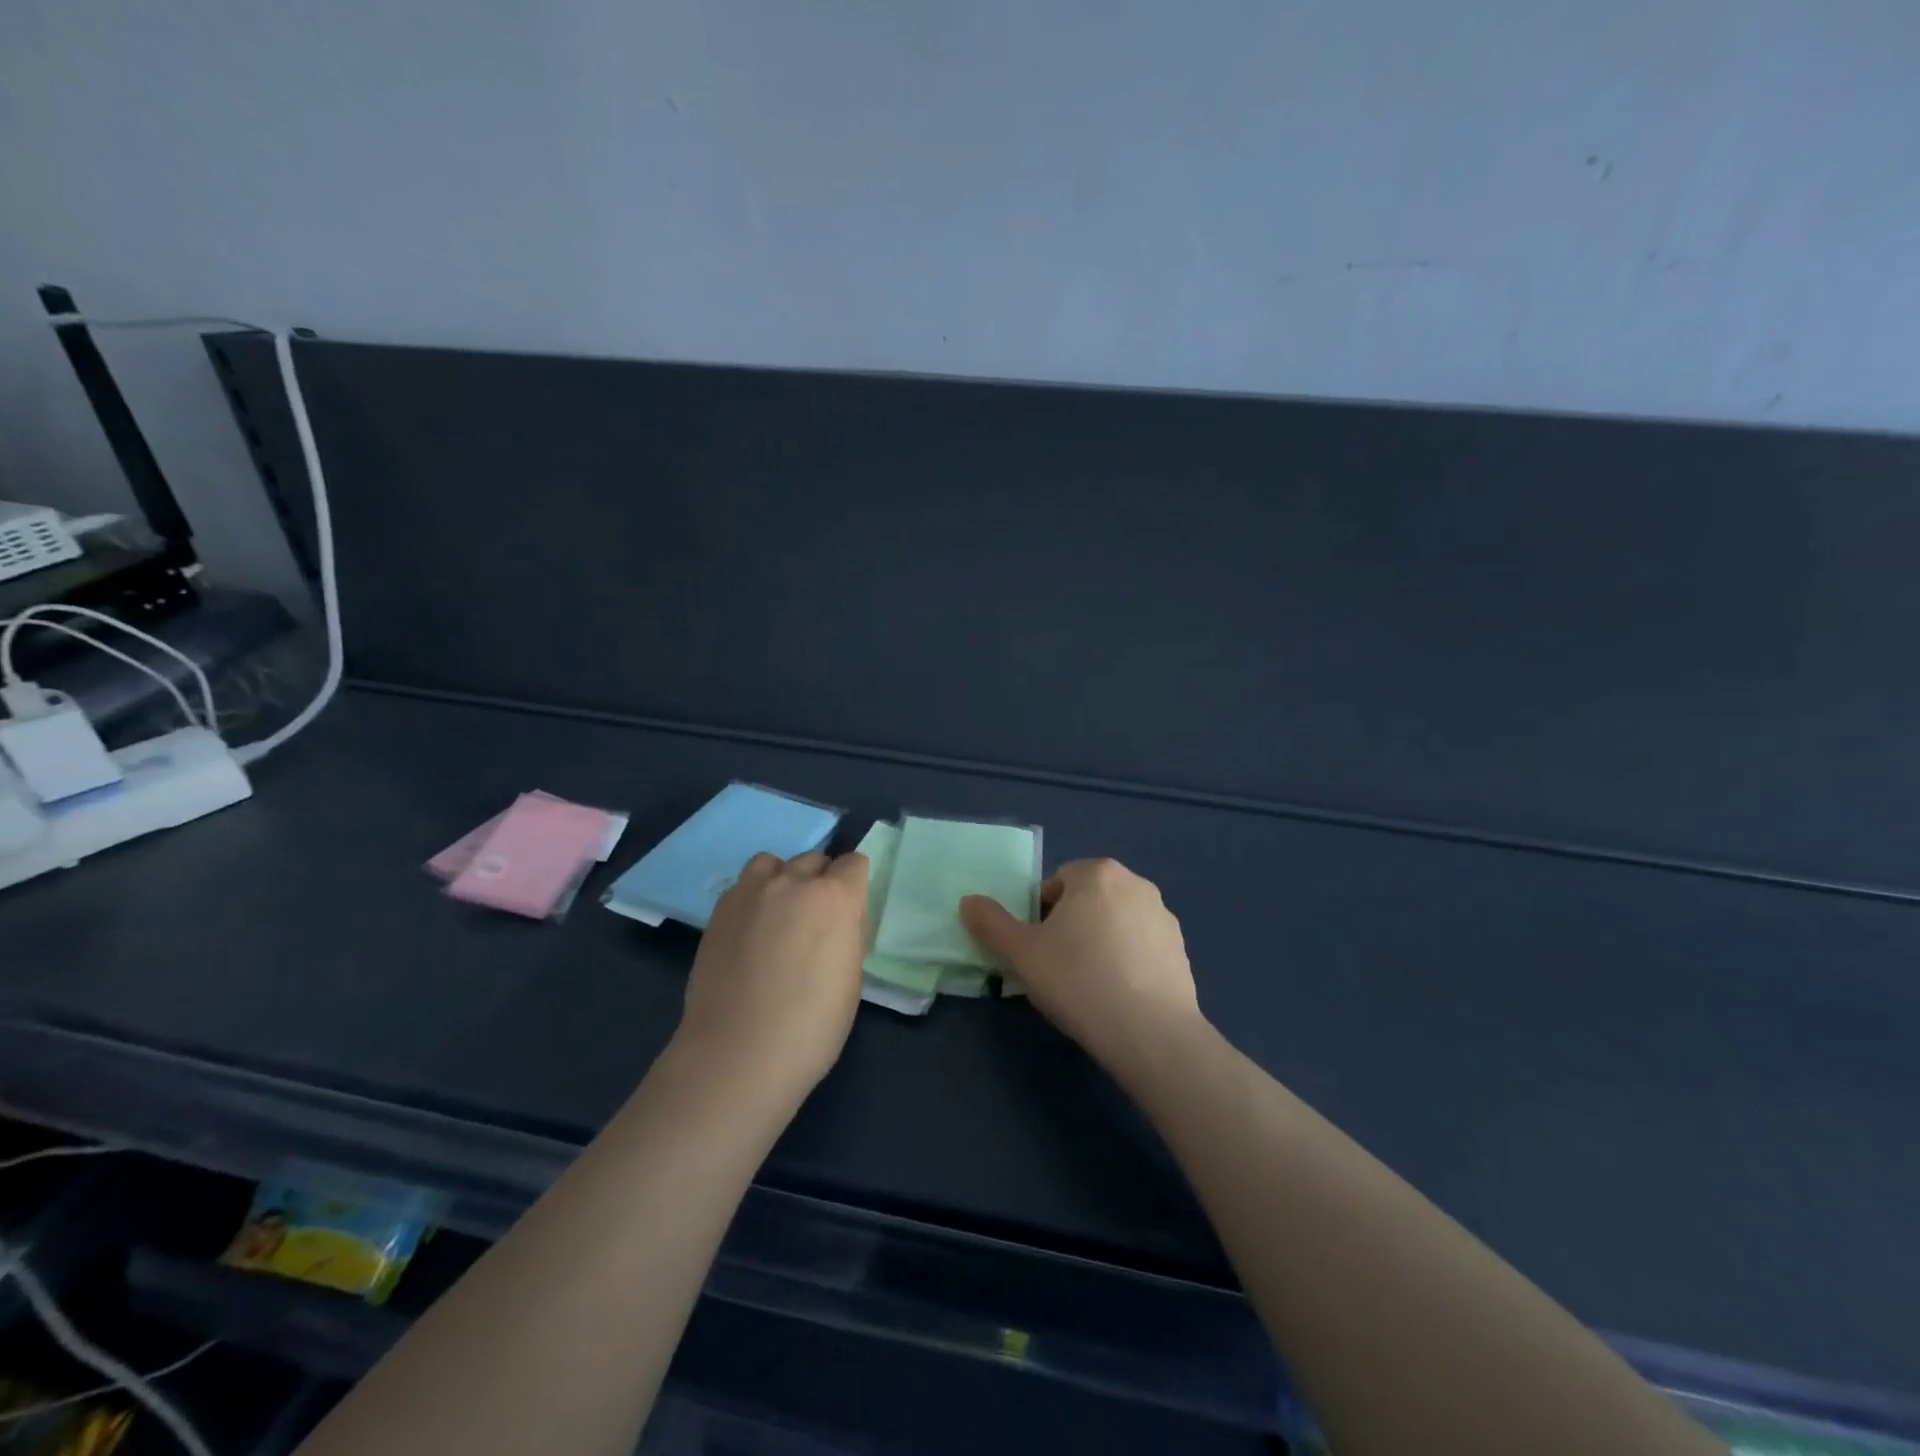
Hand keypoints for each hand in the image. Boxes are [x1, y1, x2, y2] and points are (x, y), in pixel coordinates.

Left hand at [674, 850, 870, 1106]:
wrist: (738, 1054)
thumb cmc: (811, 1026)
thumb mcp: (851, 978)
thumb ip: (847, 934)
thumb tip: (838, 921)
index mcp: (836, 898)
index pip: (854, 863)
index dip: (855, 884)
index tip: (851, 911)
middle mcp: (794, 882)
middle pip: (814, 860)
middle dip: (821, 881)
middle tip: (816, 920)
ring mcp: (751, 892)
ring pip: (774, 864)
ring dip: (783, 879)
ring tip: (780, 915)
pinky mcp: (720, 910)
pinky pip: (744, 885)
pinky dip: (754, 897)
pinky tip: (752, 930)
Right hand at [960, 858, 1201, 1072]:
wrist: (1151, 1033)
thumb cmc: (1079, 981)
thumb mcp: (1022, 953)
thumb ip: (991, 923)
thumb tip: (968, 901)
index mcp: (1098, 873)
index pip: (1056, 884)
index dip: (1040, 916)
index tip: (1039, 951)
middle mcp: (1136, 884)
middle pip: (1087, 900)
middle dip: (1070, 927)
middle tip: (1059, 969)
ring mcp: (1164, 917)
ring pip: (1115, 924)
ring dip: (1099, 943)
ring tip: (1088, 987)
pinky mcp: (1182, 950)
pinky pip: (1141, 947)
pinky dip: (1127, 962)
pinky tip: (1118, 997)